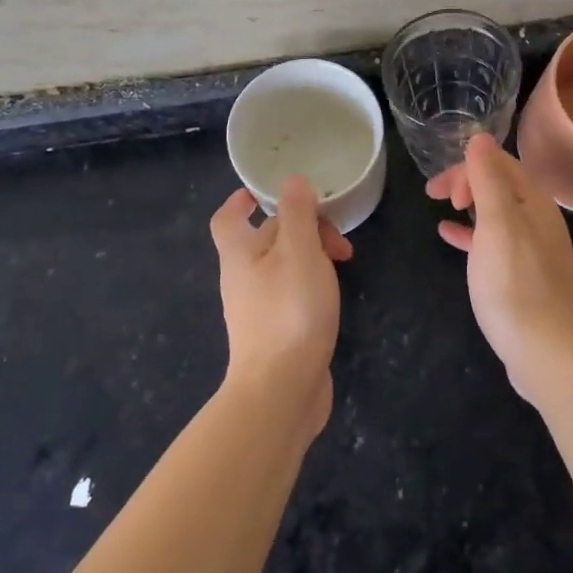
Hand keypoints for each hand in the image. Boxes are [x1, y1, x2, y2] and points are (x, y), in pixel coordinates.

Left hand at [209, 177, 349, 434]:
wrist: (281, 391)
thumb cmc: (289, 312)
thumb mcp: (299, 251)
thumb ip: (297, 213)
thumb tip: (292, 180)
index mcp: (240, 254)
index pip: (228, 218)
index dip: (242, 200)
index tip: (263, 191)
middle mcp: (242, 279)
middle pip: (265, 238)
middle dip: (300, 227)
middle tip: (337, 236)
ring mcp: (257, 309)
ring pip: (282, 266)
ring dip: (310, 255)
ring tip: (343, 262)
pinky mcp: (275, 333)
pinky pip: (290, 294)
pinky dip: (311, 283)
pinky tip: (333, 295)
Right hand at [427, 133, 572, 402]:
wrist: (546, 353)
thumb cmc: (515, 284)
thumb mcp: (497, 224)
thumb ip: (488, 179)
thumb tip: (479, 137)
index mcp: (535, 202)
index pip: (500, 163)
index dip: (467, 166)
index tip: (440, 190)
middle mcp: (538, 218)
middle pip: (499, 183)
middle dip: (466, 181)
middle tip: (435, 196)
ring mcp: (532, 248)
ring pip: (495, 211)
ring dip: (468, 203)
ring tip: (441, 209)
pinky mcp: (522, 275)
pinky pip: (492, 240)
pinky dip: (470, 233)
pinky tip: (449, 238)